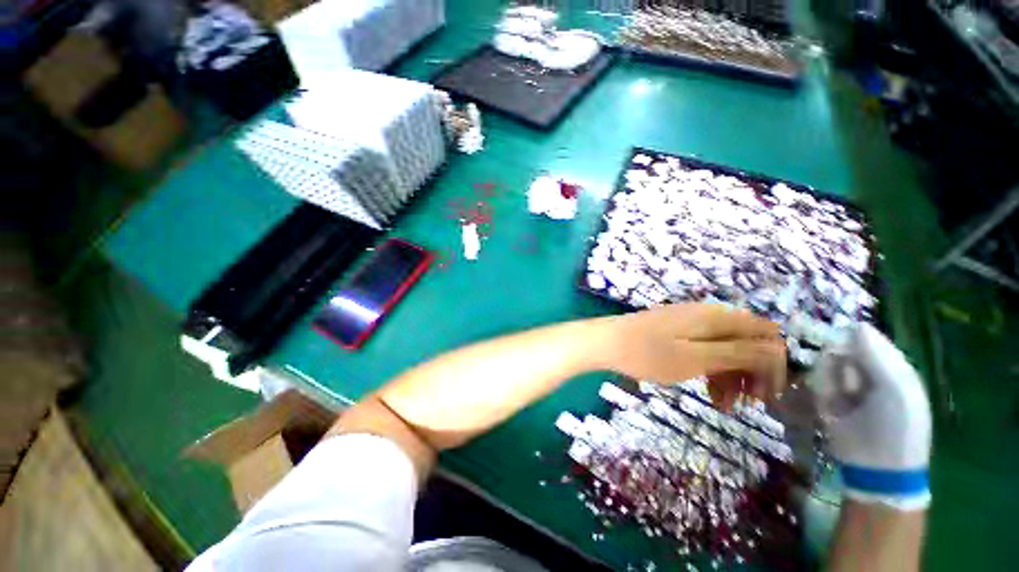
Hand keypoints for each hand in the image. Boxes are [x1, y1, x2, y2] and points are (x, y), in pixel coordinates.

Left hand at [601, 304, 786, 409]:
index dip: (773, 363)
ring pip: (724, 349)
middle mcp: (707, 316)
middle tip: (748, 405)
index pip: (765, 334)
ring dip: (731, 377)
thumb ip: (738, 352)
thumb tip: (778, 348)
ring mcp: (689, 324)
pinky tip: (709, 394)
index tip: (768, 394)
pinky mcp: (676, 333)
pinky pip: (704, 350)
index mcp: (717, 318)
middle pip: (745, 342)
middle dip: (752, 374)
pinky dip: (711, 371)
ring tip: (724, 407)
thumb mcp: (696, 358)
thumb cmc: (648, 353)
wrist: (606, 342)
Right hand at [807, 324, 931, 509]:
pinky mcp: (827, 399)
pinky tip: (831, 409)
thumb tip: (855, 326)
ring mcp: (846, 386)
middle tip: (850, 387)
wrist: (876, 468)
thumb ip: (877, 356)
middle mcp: (867, 371)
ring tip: (842, 403)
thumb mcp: (895, 388)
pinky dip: (821, 393)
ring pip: (825, 366)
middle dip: (839, 365)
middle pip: (839, 350)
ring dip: (829, 382)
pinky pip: (816, 383)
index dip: (850, 339)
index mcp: (891, 366)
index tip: (840, 347)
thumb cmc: (896, 426)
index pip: (863, 337)